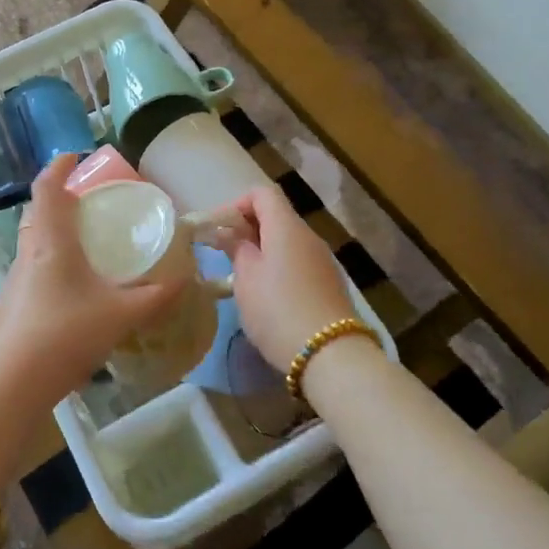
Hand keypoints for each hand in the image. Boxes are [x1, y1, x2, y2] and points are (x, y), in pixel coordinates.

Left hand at [0, 156, 183, 405]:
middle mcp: (29, 253)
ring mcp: (15, 280)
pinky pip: (32, 268)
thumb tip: (186, 278)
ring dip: (53, 232)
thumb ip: (155, 296)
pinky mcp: (11, 305)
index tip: (74, 156)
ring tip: (83, 243)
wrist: (12, 382)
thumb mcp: (121, 314)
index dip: (59, 167)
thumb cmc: (66, 334)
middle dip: (58, 199)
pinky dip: (50, 262)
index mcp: (51, 242)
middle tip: (86, 202)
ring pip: (32, 241)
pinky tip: (71, 289)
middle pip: (37, 212)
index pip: (47, 189)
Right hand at [220, 183, 356, 371]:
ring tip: (242, 277)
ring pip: (287, 241)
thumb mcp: (246, 278)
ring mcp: (323, 260)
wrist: (330, 355)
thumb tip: (229, 233)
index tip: (218, 230)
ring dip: (263, 250)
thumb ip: (236, 248)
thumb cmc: (278, 310)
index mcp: (286, 227)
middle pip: (276, 216)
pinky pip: (299, 263)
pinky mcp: (330, 284)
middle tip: (224, 254)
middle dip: (247, 229)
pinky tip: (268, 295)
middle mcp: (308, 236)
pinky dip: (279, 267)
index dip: (236, 204)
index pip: (262, 193)